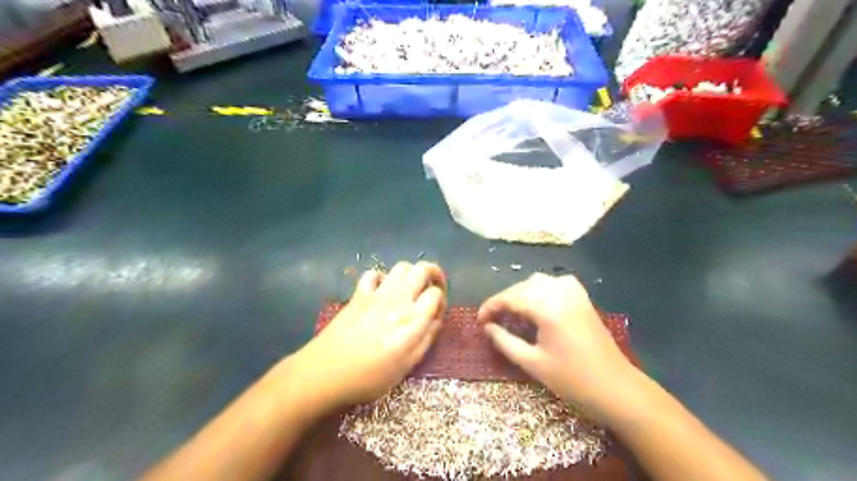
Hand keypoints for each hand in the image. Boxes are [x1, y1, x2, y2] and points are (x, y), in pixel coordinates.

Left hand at [289, 261, 444, 411]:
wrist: (325, 373)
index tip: (437, 311)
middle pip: (421, 269)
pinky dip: (382, 277)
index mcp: (413, 320)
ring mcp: (376, 294)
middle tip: (433, 285)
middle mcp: (398, 300)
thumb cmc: (370, 377)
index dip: (441, 300)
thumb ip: (426, 339)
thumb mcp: (407, 366)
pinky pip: (373, 274)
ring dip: (411, 272)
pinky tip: (382, 290)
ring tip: (411, 287)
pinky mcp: (358, 295)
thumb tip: (436, 320)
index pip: (436, 293)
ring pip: (400, 266)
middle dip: (433, 273)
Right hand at [481, 275, 635, 416]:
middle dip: (504, 300)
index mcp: (547, 307)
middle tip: (492, 320)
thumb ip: (505, 341)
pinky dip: (541, 289)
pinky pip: (555, 283)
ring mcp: (574, 292)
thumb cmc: (572, 379)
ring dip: (521, 293)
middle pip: (522, 287)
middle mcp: (559, 292)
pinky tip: (537, 302)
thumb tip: (487, 327)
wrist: (616, 387)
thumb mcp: (532, 363)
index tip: (479, 320)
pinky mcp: (582, 297)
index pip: (509, 298)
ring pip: (537, 282)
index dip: (490, 307)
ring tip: (511, 313)